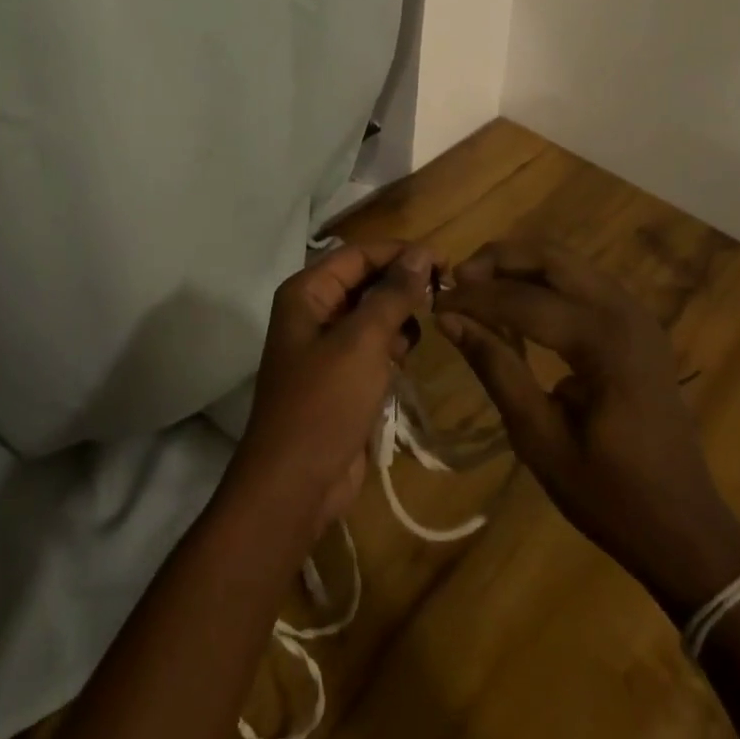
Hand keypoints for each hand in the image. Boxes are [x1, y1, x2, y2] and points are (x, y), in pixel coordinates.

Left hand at [229, 241, 433, 534]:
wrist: (294, 485)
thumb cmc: (324, 403)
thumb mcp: (362, 342)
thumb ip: (392, 295)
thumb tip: (420, 253)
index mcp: (307, 293)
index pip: (359, 254)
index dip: (400, 252)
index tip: (444, 261)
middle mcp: (313, 312)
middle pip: (365, 281)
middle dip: (402, 283)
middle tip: (445, 291)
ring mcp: (326, 347)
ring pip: (371, 314)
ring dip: (399, 314)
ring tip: (430, 321)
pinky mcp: (340, 377)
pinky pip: (371, 346)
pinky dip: (391, 344)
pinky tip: (408, 354)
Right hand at [434, 241, 739, 622]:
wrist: (686, 530)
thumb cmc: (610, 495)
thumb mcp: (539, 438)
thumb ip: (496, 368)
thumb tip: (449, 320)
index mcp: (604, 341)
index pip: (522, 300)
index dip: (473, 299)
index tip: (434, 303)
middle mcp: (623, 311)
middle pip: (550, 256)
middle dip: (498, 259)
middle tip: (457, 280)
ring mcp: (636, 313)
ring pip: (567, 261)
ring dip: (520, 265)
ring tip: (478, 287)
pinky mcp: (637, 324)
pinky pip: (582, 281)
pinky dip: (544, 280)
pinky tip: (517, 304)